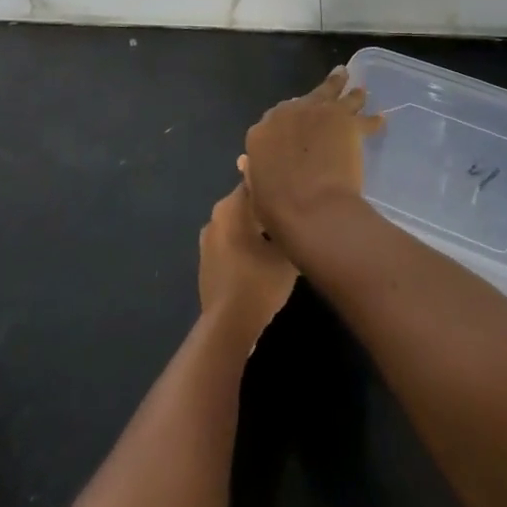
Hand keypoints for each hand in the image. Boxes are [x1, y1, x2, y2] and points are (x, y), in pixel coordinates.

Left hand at [198, 184, 297, 345]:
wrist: (228, 325)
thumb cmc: (259, 281)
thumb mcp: (286, 253)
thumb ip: (292, 227)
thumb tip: (300, 214)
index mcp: (231, 207)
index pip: (255, 181)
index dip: (275, 183)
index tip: (292, 187)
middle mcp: (215, 217)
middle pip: (245, 203)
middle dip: (266, 206)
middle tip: (291, 212)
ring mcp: (207, 240)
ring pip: (237, 223)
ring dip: (255, 227)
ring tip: (279, 235)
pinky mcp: (206, 261)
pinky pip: (229, 242)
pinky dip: (244, 244)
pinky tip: (262, 256)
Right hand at [239, 67, 383, 247]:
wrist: (311, 207)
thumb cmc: (277, 209)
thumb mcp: (255, 189)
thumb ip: (256, 170)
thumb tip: (251, 163)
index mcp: (262, 132)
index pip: (274, 117)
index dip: (288, 120)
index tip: (297, 124)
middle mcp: (288, 113)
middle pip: (307, 97)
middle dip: (318, 97)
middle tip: (328, 91)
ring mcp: (318, 112)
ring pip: (335, 93)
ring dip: (348, 93)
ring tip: (358, 90)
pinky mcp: (345, 120)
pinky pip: (364, 118)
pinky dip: (373, 121)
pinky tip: (381, 119)